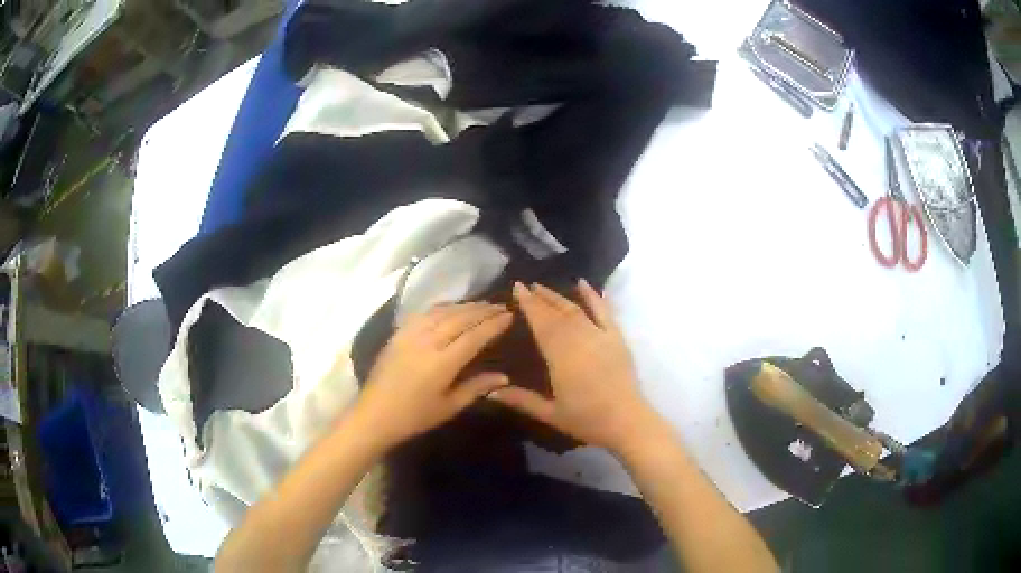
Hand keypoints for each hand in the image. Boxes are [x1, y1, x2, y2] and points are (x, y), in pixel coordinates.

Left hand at [353, 302, 512, 449]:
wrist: (374, 415)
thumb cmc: (414, 417)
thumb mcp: (449, 407)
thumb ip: (476, 388)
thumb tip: (504, 376)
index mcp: (442, 363)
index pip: (474, 336)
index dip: (493, 324)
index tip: (510, 315)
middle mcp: (427, 342)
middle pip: (460, 318)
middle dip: (483, 310)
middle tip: (501, 306)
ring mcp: (410, 335)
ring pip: (442, 312)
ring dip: (464, 306)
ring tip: (482, 305)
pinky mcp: (398, 334)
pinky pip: (424, 313)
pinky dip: (442, 308)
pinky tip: (451, 308)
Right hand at [489, 280, 659, 454]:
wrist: (626, 421)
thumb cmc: (586, 419)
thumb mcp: (549, 413)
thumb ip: (520, 400)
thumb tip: (489, 392)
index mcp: (560, 356)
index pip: (541, 323)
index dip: (528, 305)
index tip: (516, 288)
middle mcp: (579, 339)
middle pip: (556, 313)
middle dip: (540, 298)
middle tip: (526, 286)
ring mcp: (600, 336)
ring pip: (575, 310)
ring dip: (558, 297)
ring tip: (542, 287)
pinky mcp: (616, 338)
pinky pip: (603, 311)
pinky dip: (593, 296)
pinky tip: (583, 283)